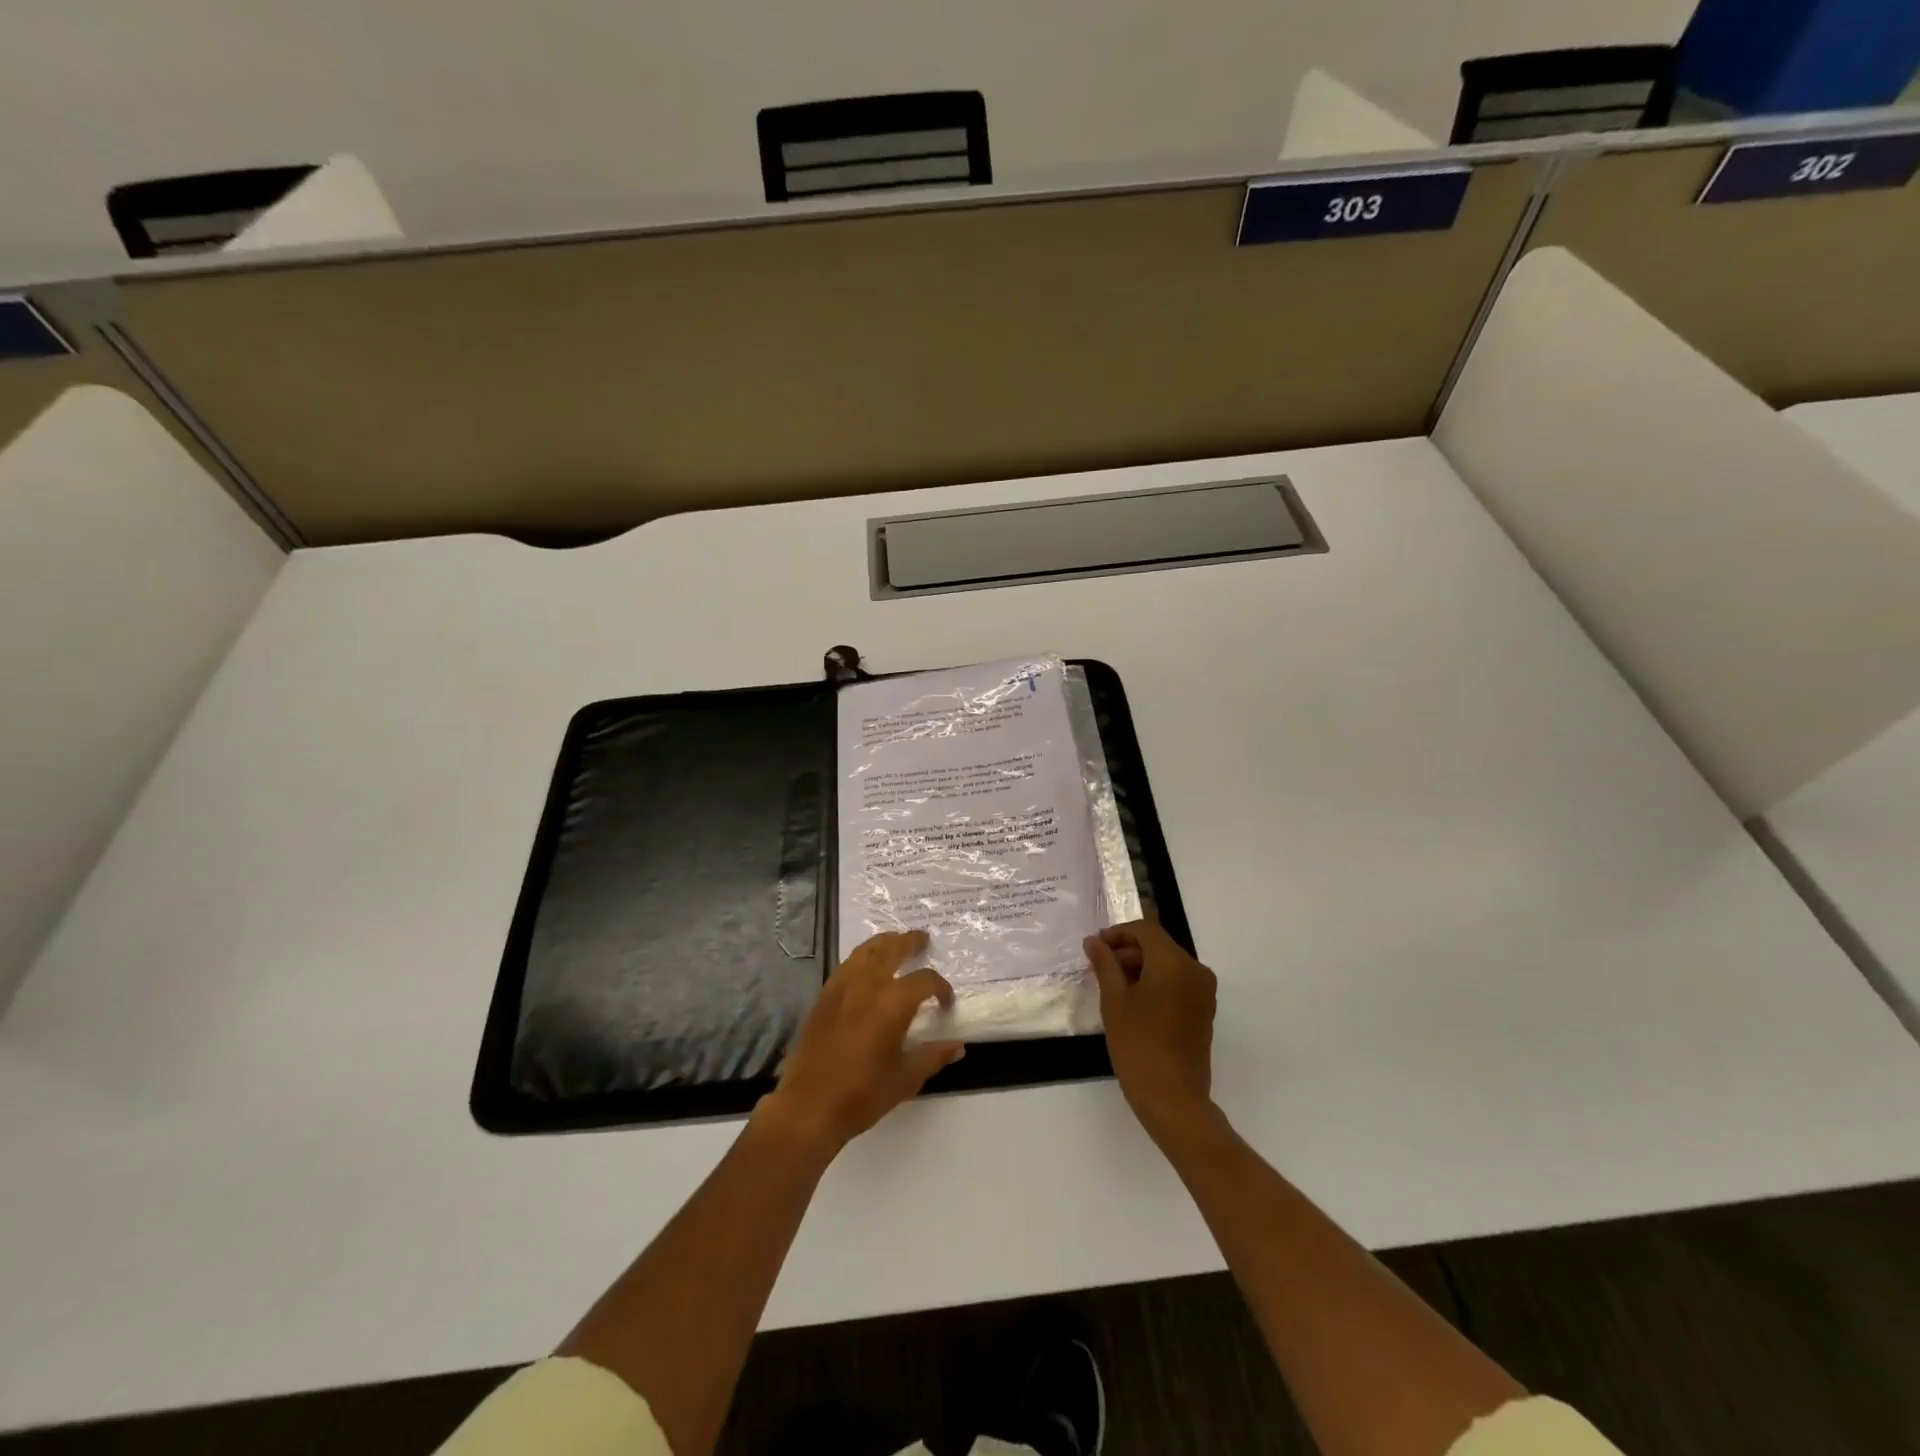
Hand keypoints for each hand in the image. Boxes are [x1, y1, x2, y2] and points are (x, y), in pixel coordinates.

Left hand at [758, 930, 964, 1157]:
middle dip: (910, 941)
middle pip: (892, 948)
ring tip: (895, 942)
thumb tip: (958, 1046)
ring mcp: (842, 986)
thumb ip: (933, 1056)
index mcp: (893, 1002)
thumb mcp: (906, 1079)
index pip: (925, 981)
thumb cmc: (863, 1094)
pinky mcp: (824, 996)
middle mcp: (868, 984)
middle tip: (922, 939)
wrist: (809, 1106)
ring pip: (866, 950)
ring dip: (884, 942)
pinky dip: (862, 957)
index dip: (941, 988)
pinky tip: (867, 967)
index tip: (946, 1002)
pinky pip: (847, 964)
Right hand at [1083, 920, 1218, 1141]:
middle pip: (1159, 946)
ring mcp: (1203, 992)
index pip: (1145, 930)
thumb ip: (1104, 964)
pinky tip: (1133, 1000)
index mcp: (1174, 963)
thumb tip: (1093, 941)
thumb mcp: (1114, 1001)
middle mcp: (1195, 970)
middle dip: (1128, 951)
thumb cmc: (1138, 1045)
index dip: (1118, 933)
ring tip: (1112, 985)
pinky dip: (1156, 982)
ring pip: (1168, 964)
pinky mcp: (1204, 1010)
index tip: (1095, 946)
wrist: (1173, 1098)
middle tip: (1099, 966)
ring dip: (1141, 967)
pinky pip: (1178, 982)